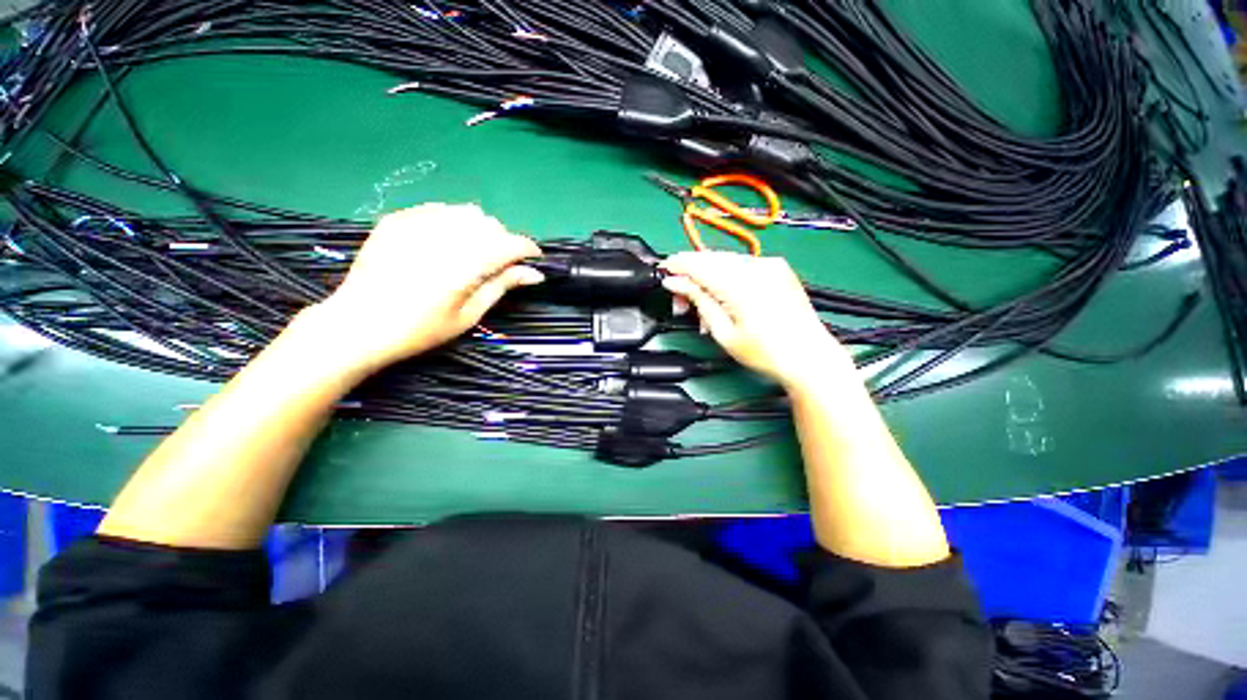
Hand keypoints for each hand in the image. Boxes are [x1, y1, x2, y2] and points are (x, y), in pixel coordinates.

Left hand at [299, 203, 542, 374]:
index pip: (509, 244)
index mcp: (463, 266)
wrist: (358, 325)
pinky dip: (453, 222)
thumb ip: (502, 286)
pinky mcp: (398, 219)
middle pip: (490, 224)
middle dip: (503, 241)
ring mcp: (416, 224)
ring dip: (480, 230)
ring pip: (466, 212)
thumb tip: (534, 274)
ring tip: (473, 252)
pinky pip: (439, 209)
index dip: (527, 249)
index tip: (534, 260)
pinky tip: (446, 242)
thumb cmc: (420, 330)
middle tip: (499, 264)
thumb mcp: (468, 315)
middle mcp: (442, 237)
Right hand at [661, 251, 852, 387]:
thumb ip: (698, 300)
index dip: (677, 265)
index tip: (663, 271)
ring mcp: (770, 265)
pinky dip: (726, 278)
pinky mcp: (778, 269)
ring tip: (702, 307)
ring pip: (725, 261)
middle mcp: (757, 266)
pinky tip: (721, 299)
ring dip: (708, 278)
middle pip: (711, 259)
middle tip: (680, 300)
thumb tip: (675, 282)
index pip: (699, 264)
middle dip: (690, 275)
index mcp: (741, 283)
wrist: (809, 357)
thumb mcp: (723, 332)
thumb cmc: (766, 352)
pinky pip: (742, 266)